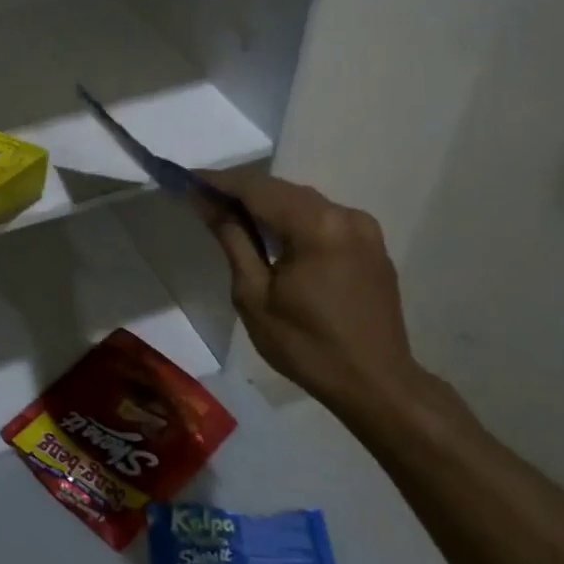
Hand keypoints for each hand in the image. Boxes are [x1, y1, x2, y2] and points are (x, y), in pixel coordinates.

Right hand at [199, 171, 470, 440]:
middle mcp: (345, 215)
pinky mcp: (372, 245)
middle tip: (203, 197)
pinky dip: (294, 219)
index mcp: (316, 226)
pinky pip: (324, 219)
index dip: (219, 181)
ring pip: (304, 202)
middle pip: (282, 190)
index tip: (186, 179)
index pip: (257, 189)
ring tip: (231, 214)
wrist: (376, 385)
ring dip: (268, 204)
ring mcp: (364, 228)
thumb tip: (206, 202)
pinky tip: (274, 235)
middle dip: (241, 190)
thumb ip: (233, 240)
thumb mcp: (255, 296)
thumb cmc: (307, 346)